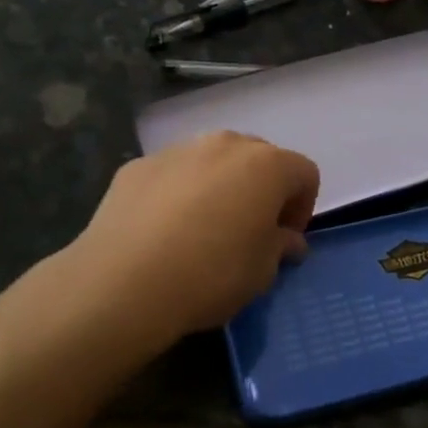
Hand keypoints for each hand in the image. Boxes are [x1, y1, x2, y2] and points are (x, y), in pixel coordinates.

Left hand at [67, 131, 319, 344]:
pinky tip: (163, 232)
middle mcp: (224, 145)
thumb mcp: (262, 272)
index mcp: (266, 165)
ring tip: (204, 230)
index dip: (302, 207)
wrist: (123, 283)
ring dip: (220, 187)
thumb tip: (287, 240)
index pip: (304, 173)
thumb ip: (280, 247)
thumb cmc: (210, 275)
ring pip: (212, 162)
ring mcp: (177, 151)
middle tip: (250, 231)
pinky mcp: (137, 166)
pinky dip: (178, 194)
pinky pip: (173, 175)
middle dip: (262, 190)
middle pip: (258, 158)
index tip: (286, 240)